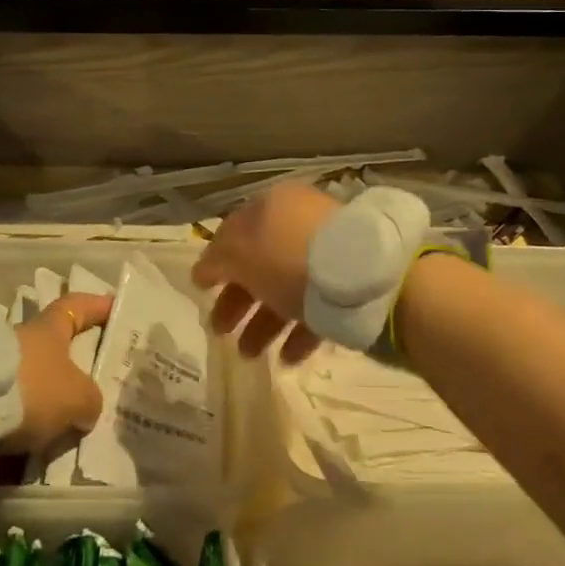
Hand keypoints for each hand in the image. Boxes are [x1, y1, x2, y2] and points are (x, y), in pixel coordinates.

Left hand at [9, 292, 111, 453]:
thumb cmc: (32, 387)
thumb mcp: (77, 397)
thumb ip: (90, 400)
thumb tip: (86, 408)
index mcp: (50, 328)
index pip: (77, 306)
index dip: (97, 306)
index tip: (114, 307)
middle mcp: (23, 341)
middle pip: (53, 352)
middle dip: (70, 375)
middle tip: (90, 400)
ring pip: (29, 389)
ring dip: (41, 413)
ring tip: (58, 444)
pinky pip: (5, 417)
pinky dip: (14, 437)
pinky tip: (25, 462)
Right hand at [192, 182, 338, 364]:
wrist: (363, 277)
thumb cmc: (290, 256)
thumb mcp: (241, 253)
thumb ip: (217, 260)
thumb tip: (202, 269)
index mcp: (274, 206)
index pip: (235, 230)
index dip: (216, 259)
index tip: (201, 289)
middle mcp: (300, 225)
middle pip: (259, 263)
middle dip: (236, 299)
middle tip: (219, 329)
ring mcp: (327, 256)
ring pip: (285, 288)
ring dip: (263, 323)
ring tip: (249, 355)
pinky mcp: (347, 287)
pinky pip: (315, 309)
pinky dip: (298, 334)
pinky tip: (287, 359)